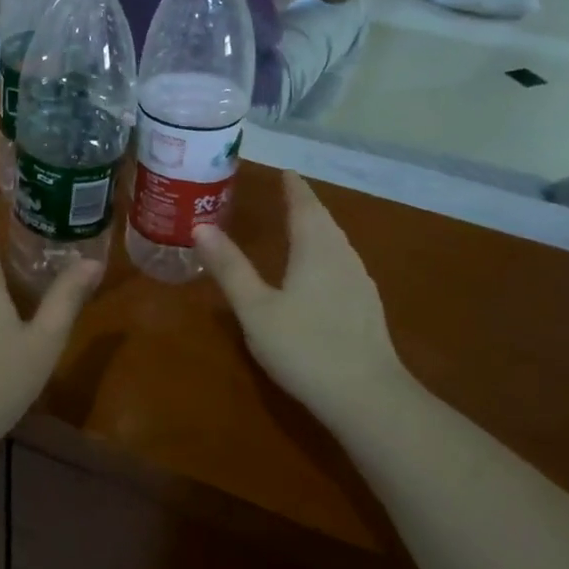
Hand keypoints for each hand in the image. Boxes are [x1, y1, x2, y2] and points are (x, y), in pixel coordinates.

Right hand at [194, 172, 413, 427]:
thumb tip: (201, 227)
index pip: (304, 207)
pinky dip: (326, 252)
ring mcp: (359, 283)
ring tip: (301, 224)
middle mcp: (342, 257)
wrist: (367, 397)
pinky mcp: (366, 307)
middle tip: (288, 192)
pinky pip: (342, 263)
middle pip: (324, 222)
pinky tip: (320, 270)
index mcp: (315, 250)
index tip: (285, 171)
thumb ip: (230, 268)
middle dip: (306, 205)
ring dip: (318, 228)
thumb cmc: (304, 347)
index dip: (294, 188)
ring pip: (337, 243)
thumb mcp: (256, 309)